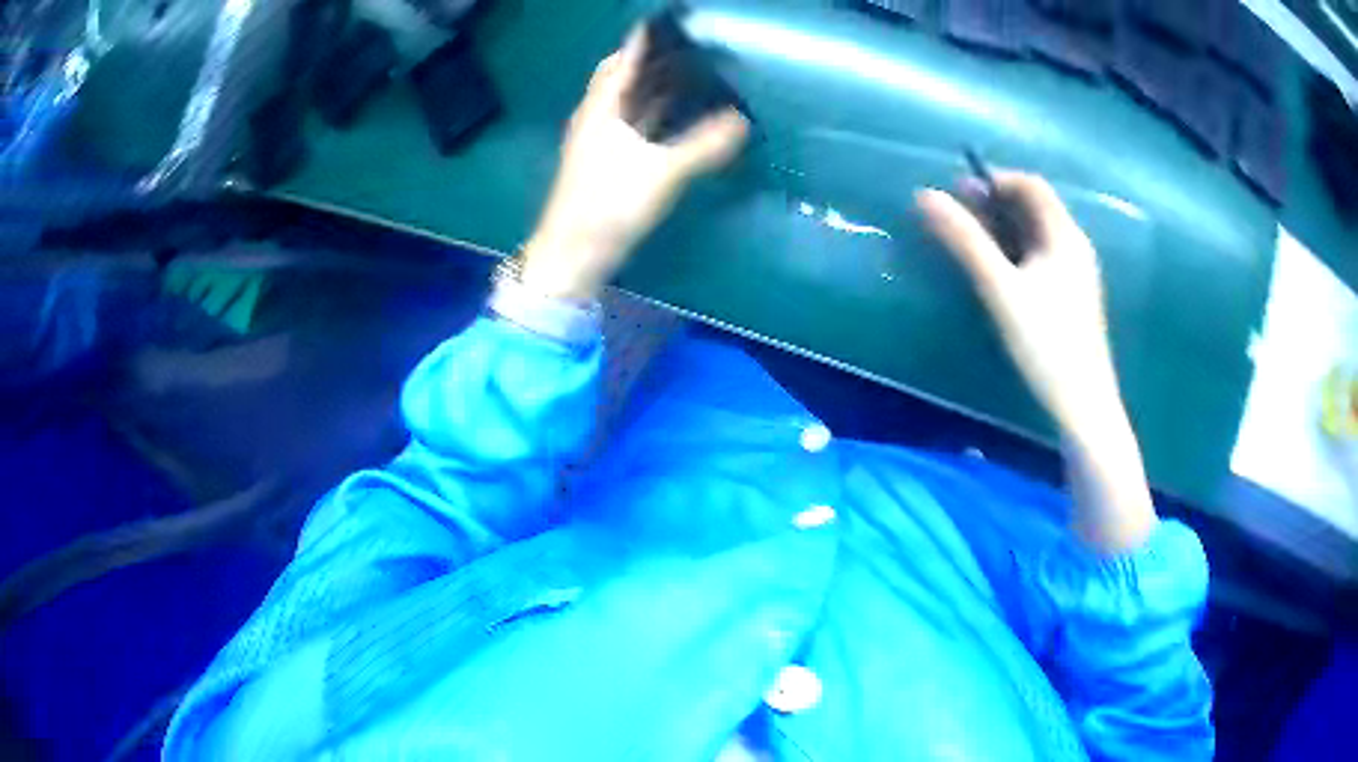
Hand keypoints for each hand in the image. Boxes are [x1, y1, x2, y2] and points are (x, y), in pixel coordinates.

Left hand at [521, 29, 749, 300]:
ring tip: (692, 81)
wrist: (574, 253)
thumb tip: (742, 122)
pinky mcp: (604, 163)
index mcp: (602, 107)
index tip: (678, 26)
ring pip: (626, 102)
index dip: (647, 38)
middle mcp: (596, 116)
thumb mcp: (663, 171)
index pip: (624, 58)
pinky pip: (631, 126)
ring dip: (653, 89)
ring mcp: (598, 140)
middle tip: (691, 56)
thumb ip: (705, 145)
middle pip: (622, 76)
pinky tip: (677, 123)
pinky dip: (653, 117)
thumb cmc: (610, 203)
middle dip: (653, 62)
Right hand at [916, 173, 1119, 435]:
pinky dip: (1017, 251)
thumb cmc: (1045, 343)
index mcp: (1065, 235)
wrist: (1083, 404)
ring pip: (1038, 234)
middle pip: (1036, 207)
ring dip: (1004, 228)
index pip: (1031, 185)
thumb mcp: (1000, 288)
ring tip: (972, 241)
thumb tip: (925, 195)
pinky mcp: (1073, 297)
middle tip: (959, 215)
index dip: (995, 180)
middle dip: (997, 203)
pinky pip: (1043, 257)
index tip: (960, 192)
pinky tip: (999, 273)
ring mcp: (1077, 273)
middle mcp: (1075, 246)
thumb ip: (965, 241)